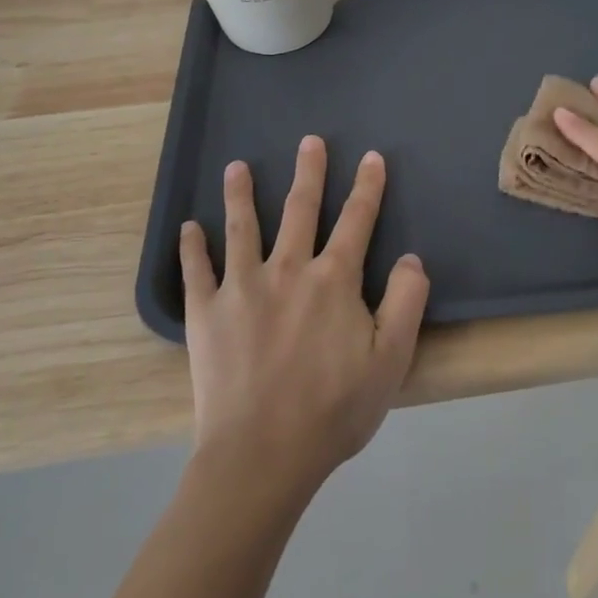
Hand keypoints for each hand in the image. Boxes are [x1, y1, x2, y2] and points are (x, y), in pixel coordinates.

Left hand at [180, 137, 429, 495]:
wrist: (262, 456)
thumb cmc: (333, 410)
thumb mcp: (391, 360)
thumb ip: (406, 302)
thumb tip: (410, 258)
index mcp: (334, 280)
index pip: (356, 220)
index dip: (367, 187)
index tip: (371, 157)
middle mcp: (288, 269)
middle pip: (300, 209)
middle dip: (309, 172)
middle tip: (309, 140)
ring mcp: (242, 288)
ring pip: (242, 227)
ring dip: (240, 194)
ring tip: (236, 166)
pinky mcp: (206, 314)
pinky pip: (196, 272)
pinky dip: (191, 248)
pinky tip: (188, 228)